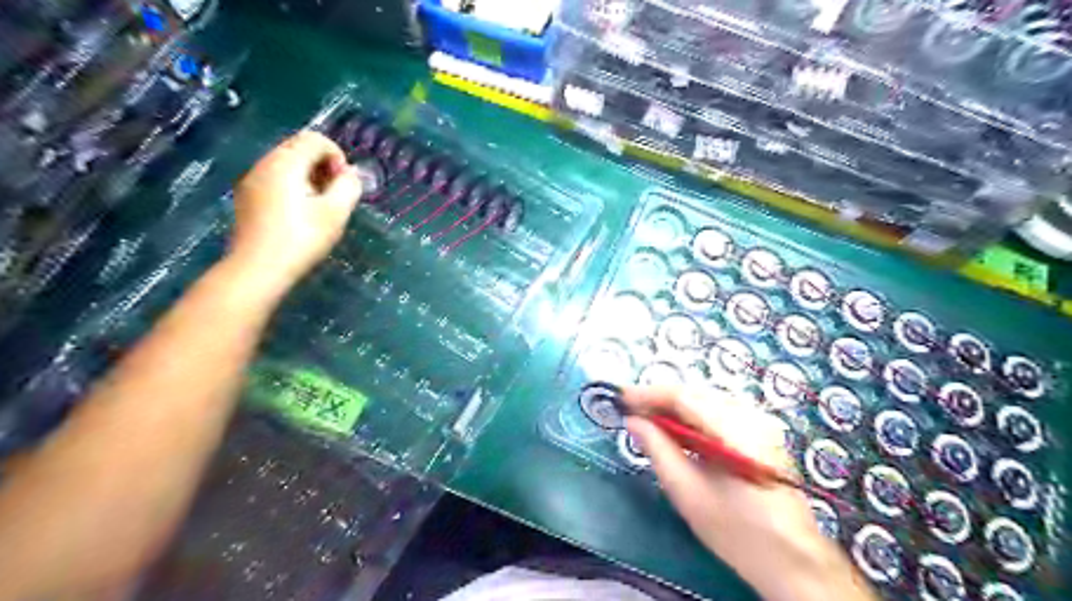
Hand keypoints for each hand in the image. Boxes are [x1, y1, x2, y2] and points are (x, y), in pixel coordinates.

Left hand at [229, 130, 362, 292]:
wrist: (258, 269)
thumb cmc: (301, 239)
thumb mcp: (335, 213)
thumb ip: (348, 186)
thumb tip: (350, 174)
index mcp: (285, 163)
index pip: (315, 139)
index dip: (337, 156)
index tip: (344, 183)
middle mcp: (265, 163)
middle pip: (298, 147)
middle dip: (323, 164)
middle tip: (335, 193)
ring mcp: (252, 179)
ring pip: (286, 163)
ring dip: (309, 175)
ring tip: (321, 204)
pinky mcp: (248, 197)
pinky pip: (275, 178)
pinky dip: (293, 185)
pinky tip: (301, 212)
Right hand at [620, 387, 878, 600]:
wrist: (792, 560)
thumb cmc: (737, 532)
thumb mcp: (687, 492)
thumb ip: (657, 449)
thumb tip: (633, 420)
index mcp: (735, 430)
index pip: (684, 396)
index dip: (648, 393)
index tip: (620, 397)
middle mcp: (751, 415)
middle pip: (695, 393)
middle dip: (659, 399)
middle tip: (630, 409)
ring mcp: (760, 421)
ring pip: (706, 400)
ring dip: (674, 406)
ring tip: (647, 418)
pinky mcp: (762, 431)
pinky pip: (718, 411)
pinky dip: (692, 416)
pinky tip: (677, 429)